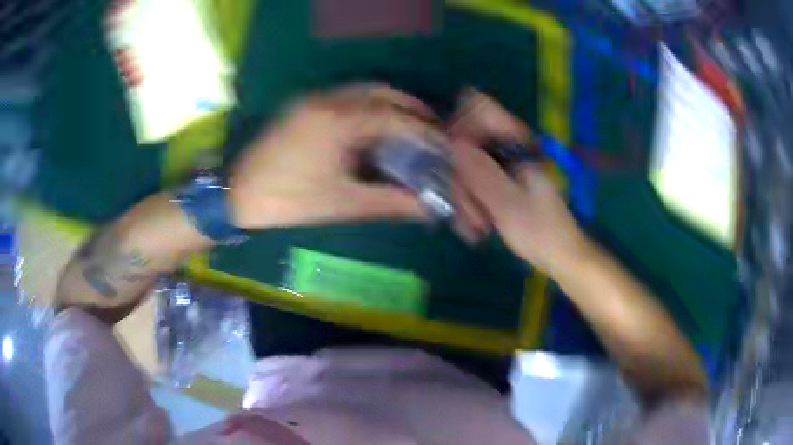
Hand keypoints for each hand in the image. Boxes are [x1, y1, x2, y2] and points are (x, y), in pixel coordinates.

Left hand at [228, 85, 441, 229]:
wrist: (236, 195)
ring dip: (388, 104)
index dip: (422, 129)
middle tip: (430, 129)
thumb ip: (389, 201)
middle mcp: (325, 100)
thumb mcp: (341, 203)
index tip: (442, 142)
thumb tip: (428, 207)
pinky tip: (375, 128)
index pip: (392, 115)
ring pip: (361, 91)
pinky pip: (344, 97)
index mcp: (336, 121)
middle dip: (409, 107)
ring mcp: (311, 100)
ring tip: (408, 128)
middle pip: (379, 91)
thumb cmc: (288, 201)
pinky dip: (367, 107)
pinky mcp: (302, 106)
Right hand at [449, 90, 587, 274]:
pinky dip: (471, 204)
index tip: (450, 157)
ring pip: (469, 168)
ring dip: (465, 198)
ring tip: (474, 228)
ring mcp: (505, 167)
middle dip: (462, 179)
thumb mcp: (508, 204)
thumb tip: (452, 143)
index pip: (484, 110)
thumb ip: (481, 173)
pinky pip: (475, 184)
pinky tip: (475, 227)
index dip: (460, 125)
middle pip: (470, 144)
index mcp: (519, 146)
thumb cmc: (541, 232)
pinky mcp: (502, 184)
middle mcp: (510, 150)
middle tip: (467, 213)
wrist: (560, 256)